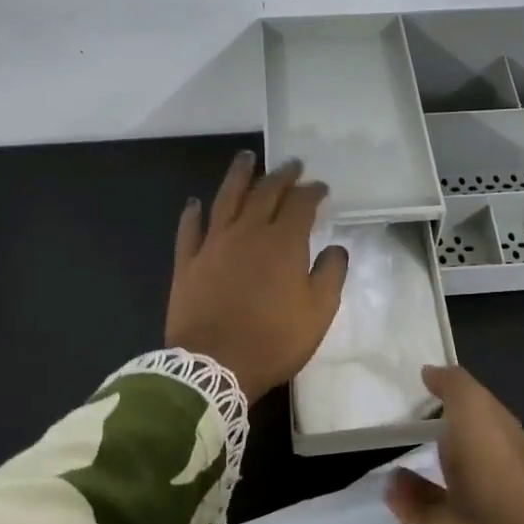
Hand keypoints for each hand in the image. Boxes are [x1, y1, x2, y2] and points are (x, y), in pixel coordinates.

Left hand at [165, 152, 349, 403]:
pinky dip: (193, 213)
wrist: (214, 366)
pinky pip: (189, 229)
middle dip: (281, 176)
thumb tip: (335, 248)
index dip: (313, 192)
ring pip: (226, 199)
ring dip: (238, 176)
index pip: (301, 204)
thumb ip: (331, 274)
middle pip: (265, 193)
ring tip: (246, 158)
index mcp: (283, 242)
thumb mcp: (319, 312)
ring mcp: (213, 244)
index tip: (321, 188)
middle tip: (291, 165)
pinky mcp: (188, 262)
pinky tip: (195, 202)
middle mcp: (248, 232)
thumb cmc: (274, 340)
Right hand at [386, 364, 523, 523]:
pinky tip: (385, 479)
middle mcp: (491, 477)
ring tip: (393, 449)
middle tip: (413, 420)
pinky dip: (402, 496)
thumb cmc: (490, 460)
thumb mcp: (473, 403)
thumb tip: (429, 371)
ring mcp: (466, 508)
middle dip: (447, 440)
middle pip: (465, 454)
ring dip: (420, 469)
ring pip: (439, 485)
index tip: (440, 392)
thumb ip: (452, 384)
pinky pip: (416, 510)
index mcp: (508, 444)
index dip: (472, 406)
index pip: (493, 420)